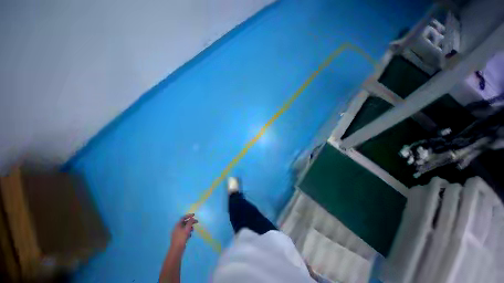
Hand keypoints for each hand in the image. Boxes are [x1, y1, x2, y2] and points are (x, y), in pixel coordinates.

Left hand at [170, 213, 197, 250]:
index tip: (194, 215)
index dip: (189, 215)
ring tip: (192, 230)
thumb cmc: (182, 238)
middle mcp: (177, 228)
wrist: (177, 249)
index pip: (183, 217)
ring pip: (185, 228)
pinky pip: (184, 232)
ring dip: (190, 228)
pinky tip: (190, 236)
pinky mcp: (179, 237)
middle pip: (185, 222)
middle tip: (197, 222)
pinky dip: (188, 232)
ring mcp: (177, 233)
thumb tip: (192, 217)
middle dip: (191, 222)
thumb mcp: (187, 229)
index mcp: (177, 225)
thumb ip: (190, 222)